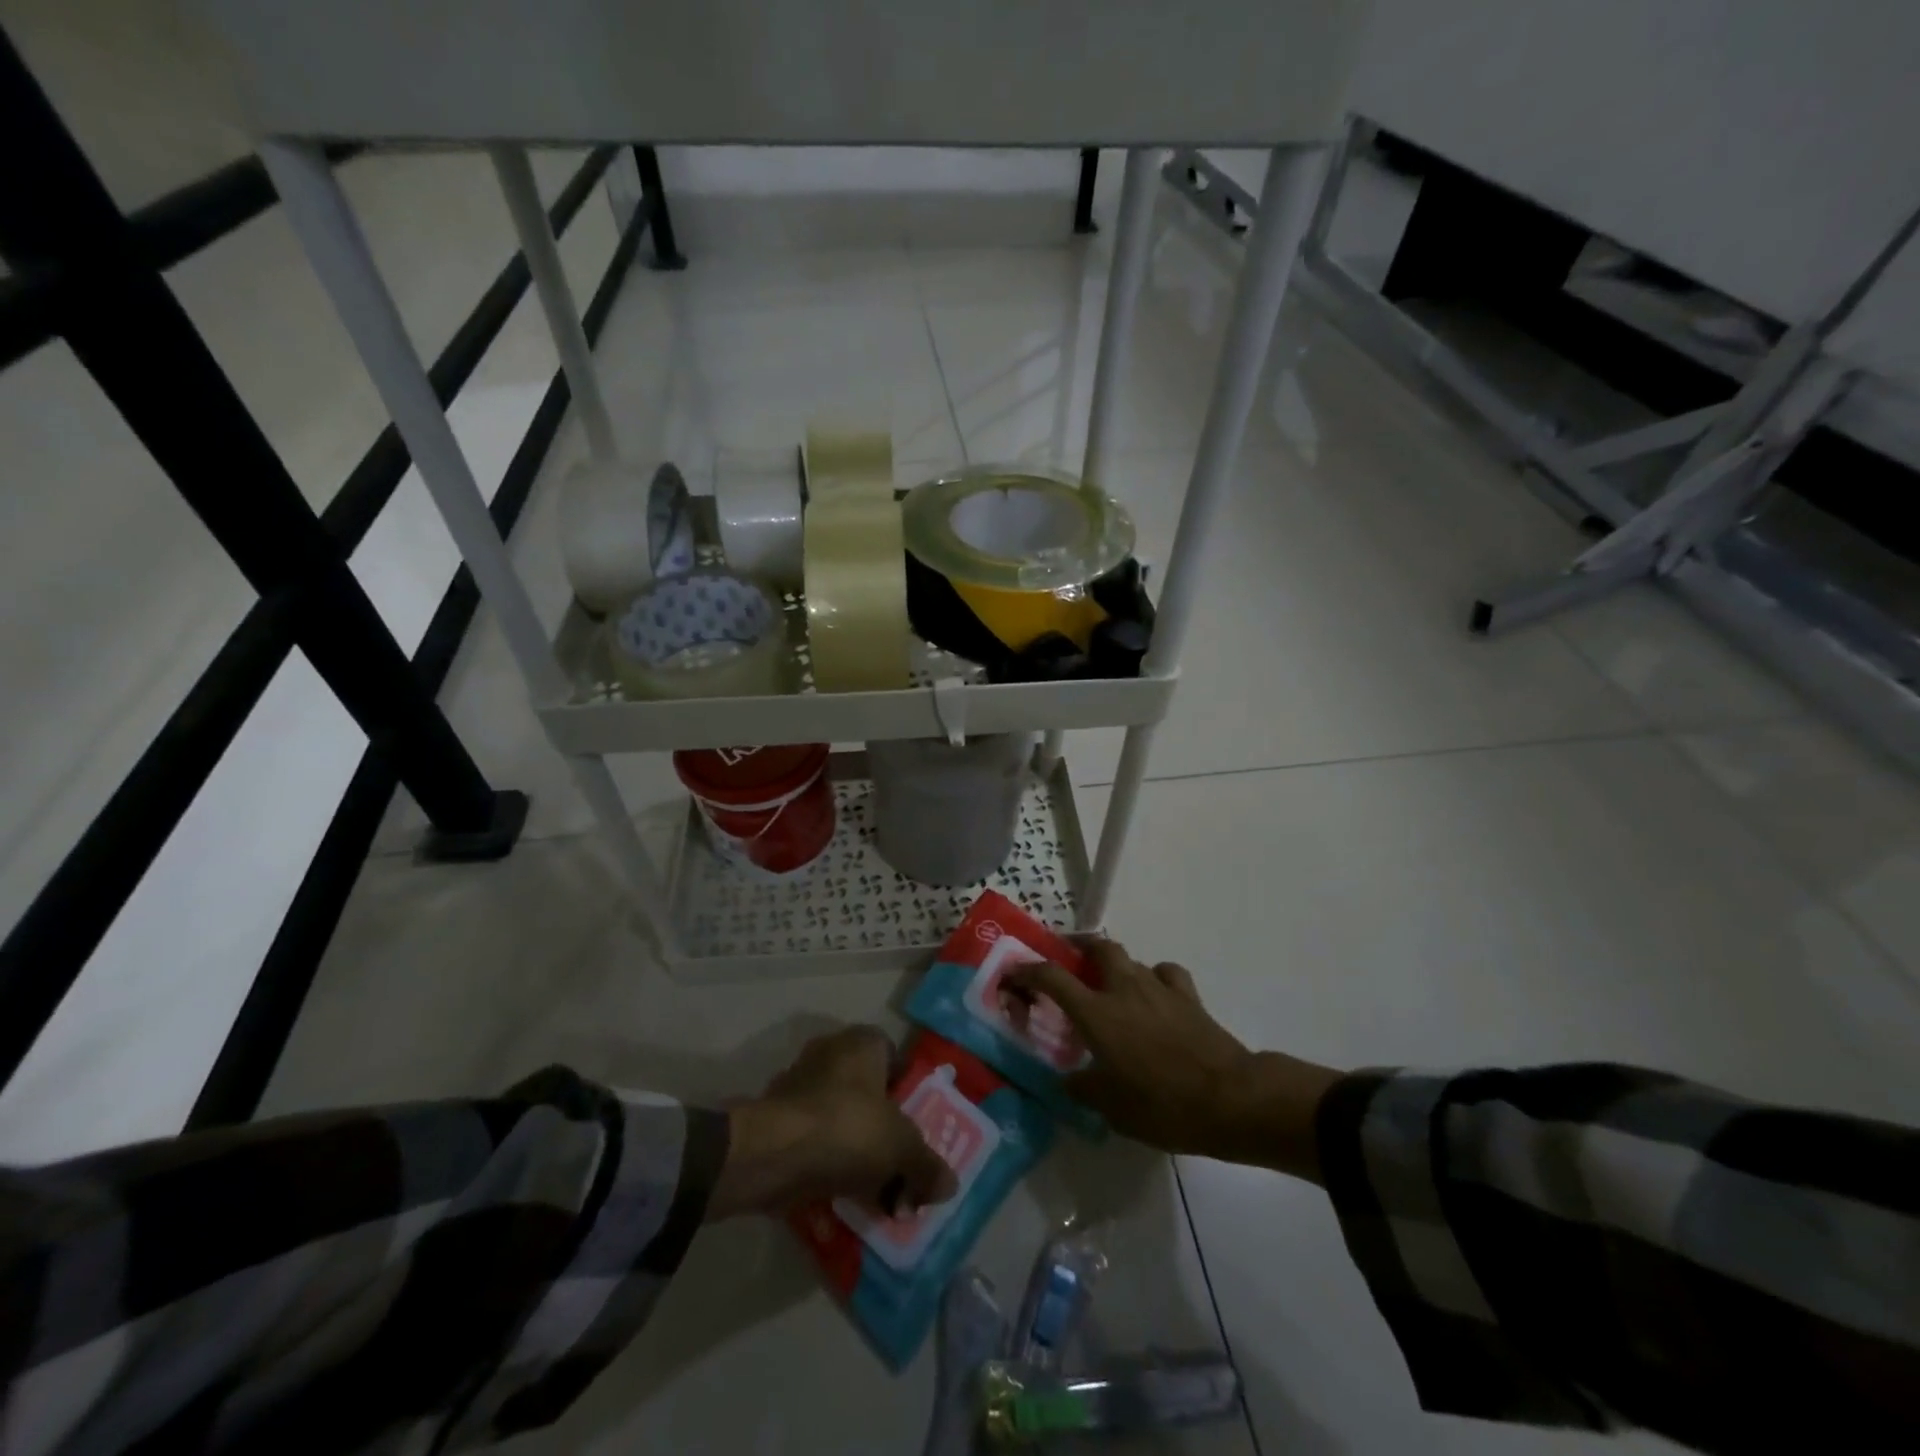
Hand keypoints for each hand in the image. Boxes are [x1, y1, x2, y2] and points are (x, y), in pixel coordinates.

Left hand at [707, 1026, 957, 1219]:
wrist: (771, 1154)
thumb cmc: (847, 1129)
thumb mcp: (902, 1149)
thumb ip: (926, 1166)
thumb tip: (949, 1185)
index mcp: (863, 1042)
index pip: (895, 1058)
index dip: (909, 1092)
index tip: (917, 1127)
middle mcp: (831, 1053)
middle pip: (869, 1092)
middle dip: (885, 1131)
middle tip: (900, 1166)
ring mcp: (800, 1084)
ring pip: (842, 1118)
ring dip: (858, 1153)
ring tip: (877, 1195)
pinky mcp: (778, 1118)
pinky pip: (816, 1140)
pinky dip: (830, 1164)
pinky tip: (844, 1198)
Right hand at [1006, 939, 1340, 1181]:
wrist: (1228, 1098)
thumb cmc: (1161, 1104)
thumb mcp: (1111, 1108)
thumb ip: (1083, 1090)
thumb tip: (1068, 1081)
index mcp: (1096, 1012)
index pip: (1051, 977)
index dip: (1027, 971)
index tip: (1012, 973)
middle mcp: (1124, 989)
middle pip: (1098, 948)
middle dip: (1079, 947)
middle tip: (1068, 960)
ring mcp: (1159, 988)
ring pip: (1131, 959)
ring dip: (1115, 965)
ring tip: (1110, 985)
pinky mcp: (1188, 997)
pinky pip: (1165, 974)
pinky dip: (1155, 978)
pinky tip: (1154, 995)